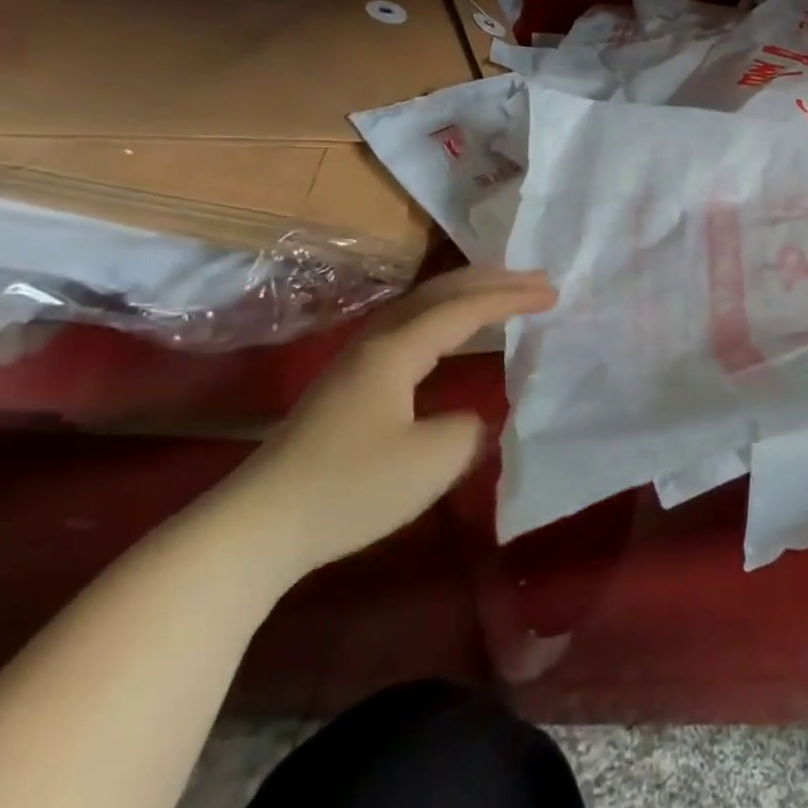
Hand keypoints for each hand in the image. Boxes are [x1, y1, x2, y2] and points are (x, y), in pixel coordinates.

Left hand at [215, 267, 556, 581]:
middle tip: (534, 278)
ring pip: (420, 308)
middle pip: (439, 294)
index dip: (511, 298)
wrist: (254, 529)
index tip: (553, 293)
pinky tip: (449, 337)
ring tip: (500, 294)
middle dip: (490, 281)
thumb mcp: (432, 460)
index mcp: (397, 350)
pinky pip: (409, 329)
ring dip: (465, 296)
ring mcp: (356, 364)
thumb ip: (471, 429)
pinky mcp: (347, 388)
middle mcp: (376, 343)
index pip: (464, 309)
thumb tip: (474, 419)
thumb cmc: (350, 488)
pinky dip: (444, 319)